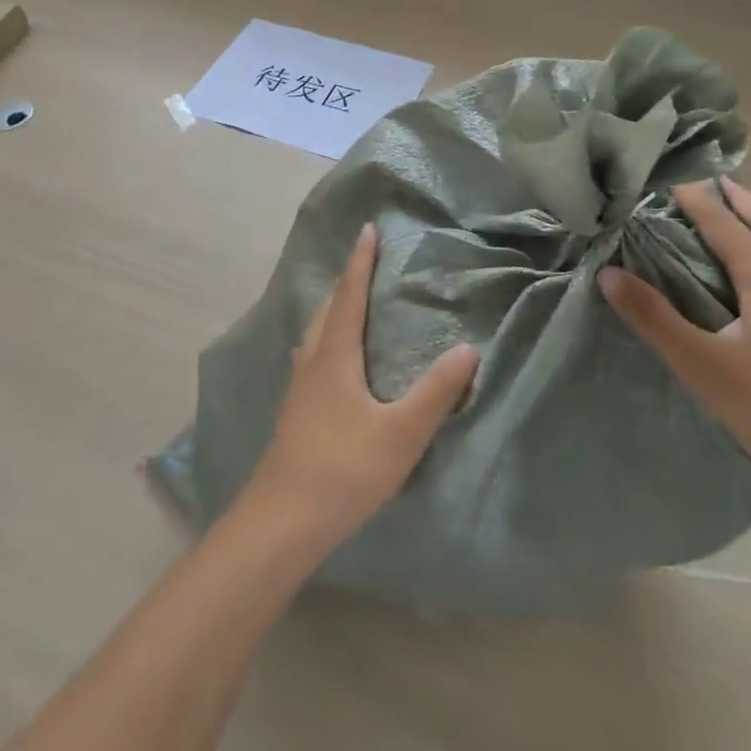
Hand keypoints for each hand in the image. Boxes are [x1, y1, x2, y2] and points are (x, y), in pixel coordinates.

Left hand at [242, 225, 480, 548]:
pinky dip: (327, 334)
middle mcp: (313, 359)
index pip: (350, 294)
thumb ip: (435, 393)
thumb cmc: (344, 470)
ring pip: (316, 329)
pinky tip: (333, 357)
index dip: (361, 261)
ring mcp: (299, 384)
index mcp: (335, 354)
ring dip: (334, 306)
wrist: (282, 521)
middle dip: (347, 278)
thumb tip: (467, 348)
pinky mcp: (295, 408)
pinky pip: (313, 351)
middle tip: (365, 260)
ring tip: (351, 300)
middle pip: (329, 306)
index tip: (368, 229)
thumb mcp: (400, 434)